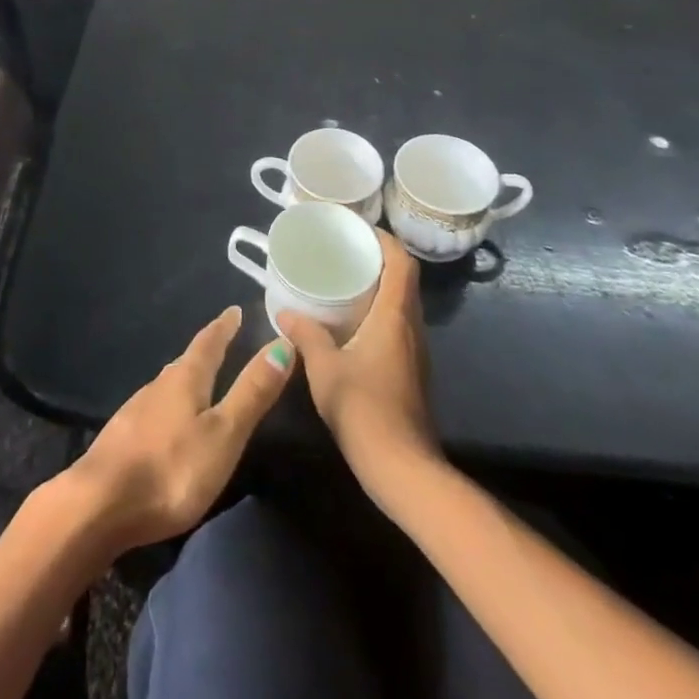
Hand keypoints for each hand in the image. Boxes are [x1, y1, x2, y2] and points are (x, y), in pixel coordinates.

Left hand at [62, 306, 294, 554]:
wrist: (99, 505)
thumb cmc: (171, 469)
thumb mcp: (223, 433)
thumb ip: (251, 393)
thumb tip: (282, 343)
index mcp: (185, 379)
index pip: (209, 343)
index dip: (224, 327)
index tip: (234, 310)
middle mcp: (158, 386)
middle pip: (186, 361)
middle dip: (206, 351)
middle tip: (223, 340)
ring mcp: (136, 411)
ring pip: (168, 385)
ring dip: (186, 377)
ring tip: (200, 378)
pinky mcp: (123, 438)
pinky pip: (155, 409)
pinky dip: (170, 405)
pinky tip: (170, 421)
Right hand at [278, 228, 438, 495]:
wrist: (403, 469)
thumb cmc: (364, 409)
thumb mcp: (324, 368)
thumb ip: (306, 335)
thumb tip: (285, 313)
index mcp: (394, 316)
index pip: (401, 262)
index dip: (383, 239)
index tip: (356, 228)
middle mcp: (410, 326)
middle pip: (403, 278)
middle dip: (376, 258)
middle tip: (342, 250)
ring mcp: (414, 350)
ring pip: (401, 302)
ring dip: (377, 285)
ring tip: (342, 279)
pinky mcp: (410, 369)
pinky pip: (396, 324)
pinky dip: (377, 310)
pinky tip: (349, 321)